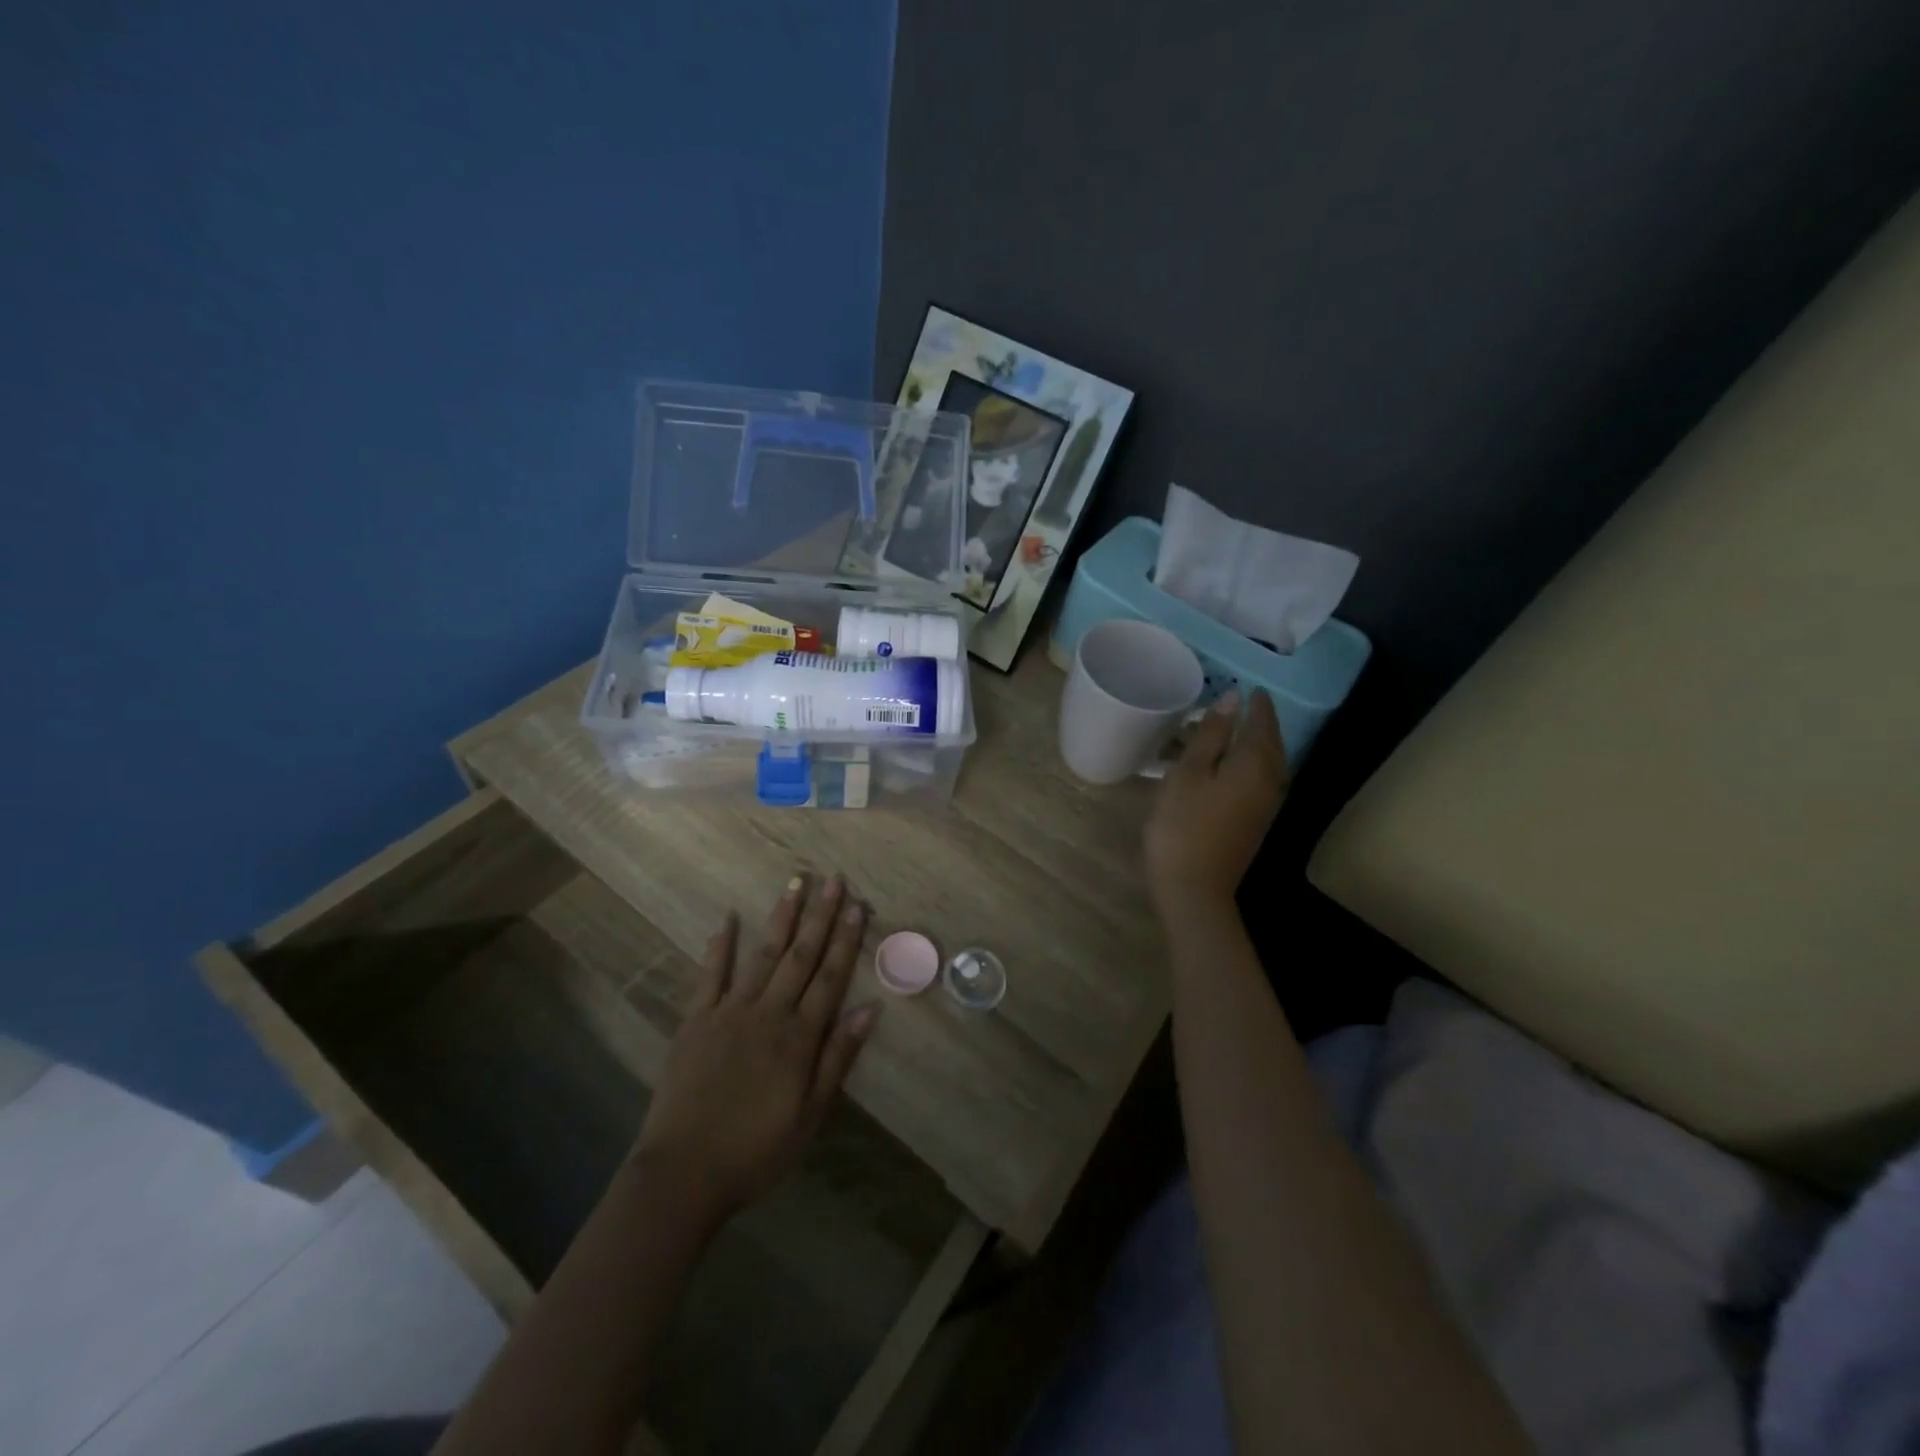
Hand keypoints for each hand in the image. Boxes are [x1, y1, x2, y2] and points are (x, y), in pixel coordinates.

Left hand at [634, 874, 876, 1220]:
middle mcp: (768, 1013)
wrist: (682, 1173)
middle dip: (820, 915)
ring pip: (762, 955)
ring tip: (795, 882)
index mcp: (799, 1037)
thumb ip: (838, 1058)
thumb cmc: (755, 1151)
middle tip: (832, 879)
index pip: (830, 978)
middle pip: (800, 956)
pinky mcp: (696, 1020)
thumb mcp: (810, 1115)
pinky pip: (710, 976)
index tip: (857, 906)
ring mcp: (729, 1012)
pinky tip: (729, 919)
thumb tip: (870, 1010)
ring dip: (781, 917)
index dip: (846, 940)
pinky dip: (720, 946)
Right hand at [1145, 690, 1288, 912]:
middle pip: (1271, 742)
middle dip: (1257, 721)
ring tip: (1227, 730)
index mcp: (1256, 764)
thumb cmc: (1183, 825)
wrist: (1194, 889)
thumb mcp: (1188, 773)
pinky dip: (1245, 763)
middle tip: (1238, 704)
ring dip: (1252, 742)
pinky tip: (1224, 765)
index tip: (1246, 687)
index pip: (1262, 722)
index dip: (1255, 703)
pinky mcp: (1255, 821)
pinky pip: (1257, 779)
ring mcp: (1265, 804)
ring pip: (1265, 762)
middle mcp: (1271, 780)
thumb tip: (1233, 700)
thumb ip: (1212, 734)